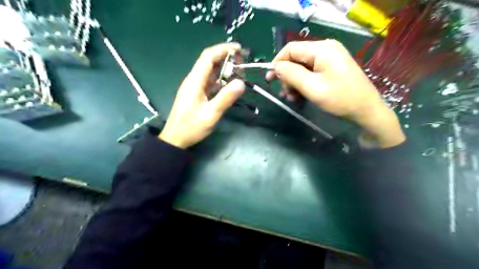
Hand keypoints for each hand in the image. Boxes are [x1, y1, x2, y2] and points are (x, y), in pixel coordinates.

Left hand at [159, 44, 243, 148]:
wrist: (176, 139)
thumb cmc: (191, 127)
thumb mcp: (210, 114)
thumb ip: (225, 98)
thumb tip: (241, 82)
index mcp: (194, 81)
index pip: (208, 57)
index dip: (223, 49)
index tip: (239, 49)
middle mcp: (194, 80)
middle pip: (209, 62)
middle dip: (226, 58)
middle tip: (242, 62)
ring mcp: (195, 87)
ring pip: (210, 72)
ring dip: (224, 69)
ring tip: (240, 72)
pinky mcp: (197, 94)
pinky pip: (210, 82)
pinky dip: (221, 80)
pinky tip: (230, 84)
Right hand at [266, 40, 402, 147]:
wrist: (366, 110)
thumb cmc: (340, 99)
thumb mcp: (312, 87)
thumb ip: (292, 74)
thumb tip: (276, 67)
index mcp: (322, 49)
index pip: (291, 49)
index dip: (277, 62)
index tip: (270, 79)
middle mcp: (326, 49)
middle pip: (296, 58)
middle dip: (287, 76)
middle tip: (284, 93)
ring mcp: (330, 58)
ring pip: (302, 67)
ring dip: (294, 82)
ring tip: (291, 98)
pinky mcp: (332, 68)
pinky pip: (311, 72)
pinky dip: (303, 83)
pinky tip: (300, 96)